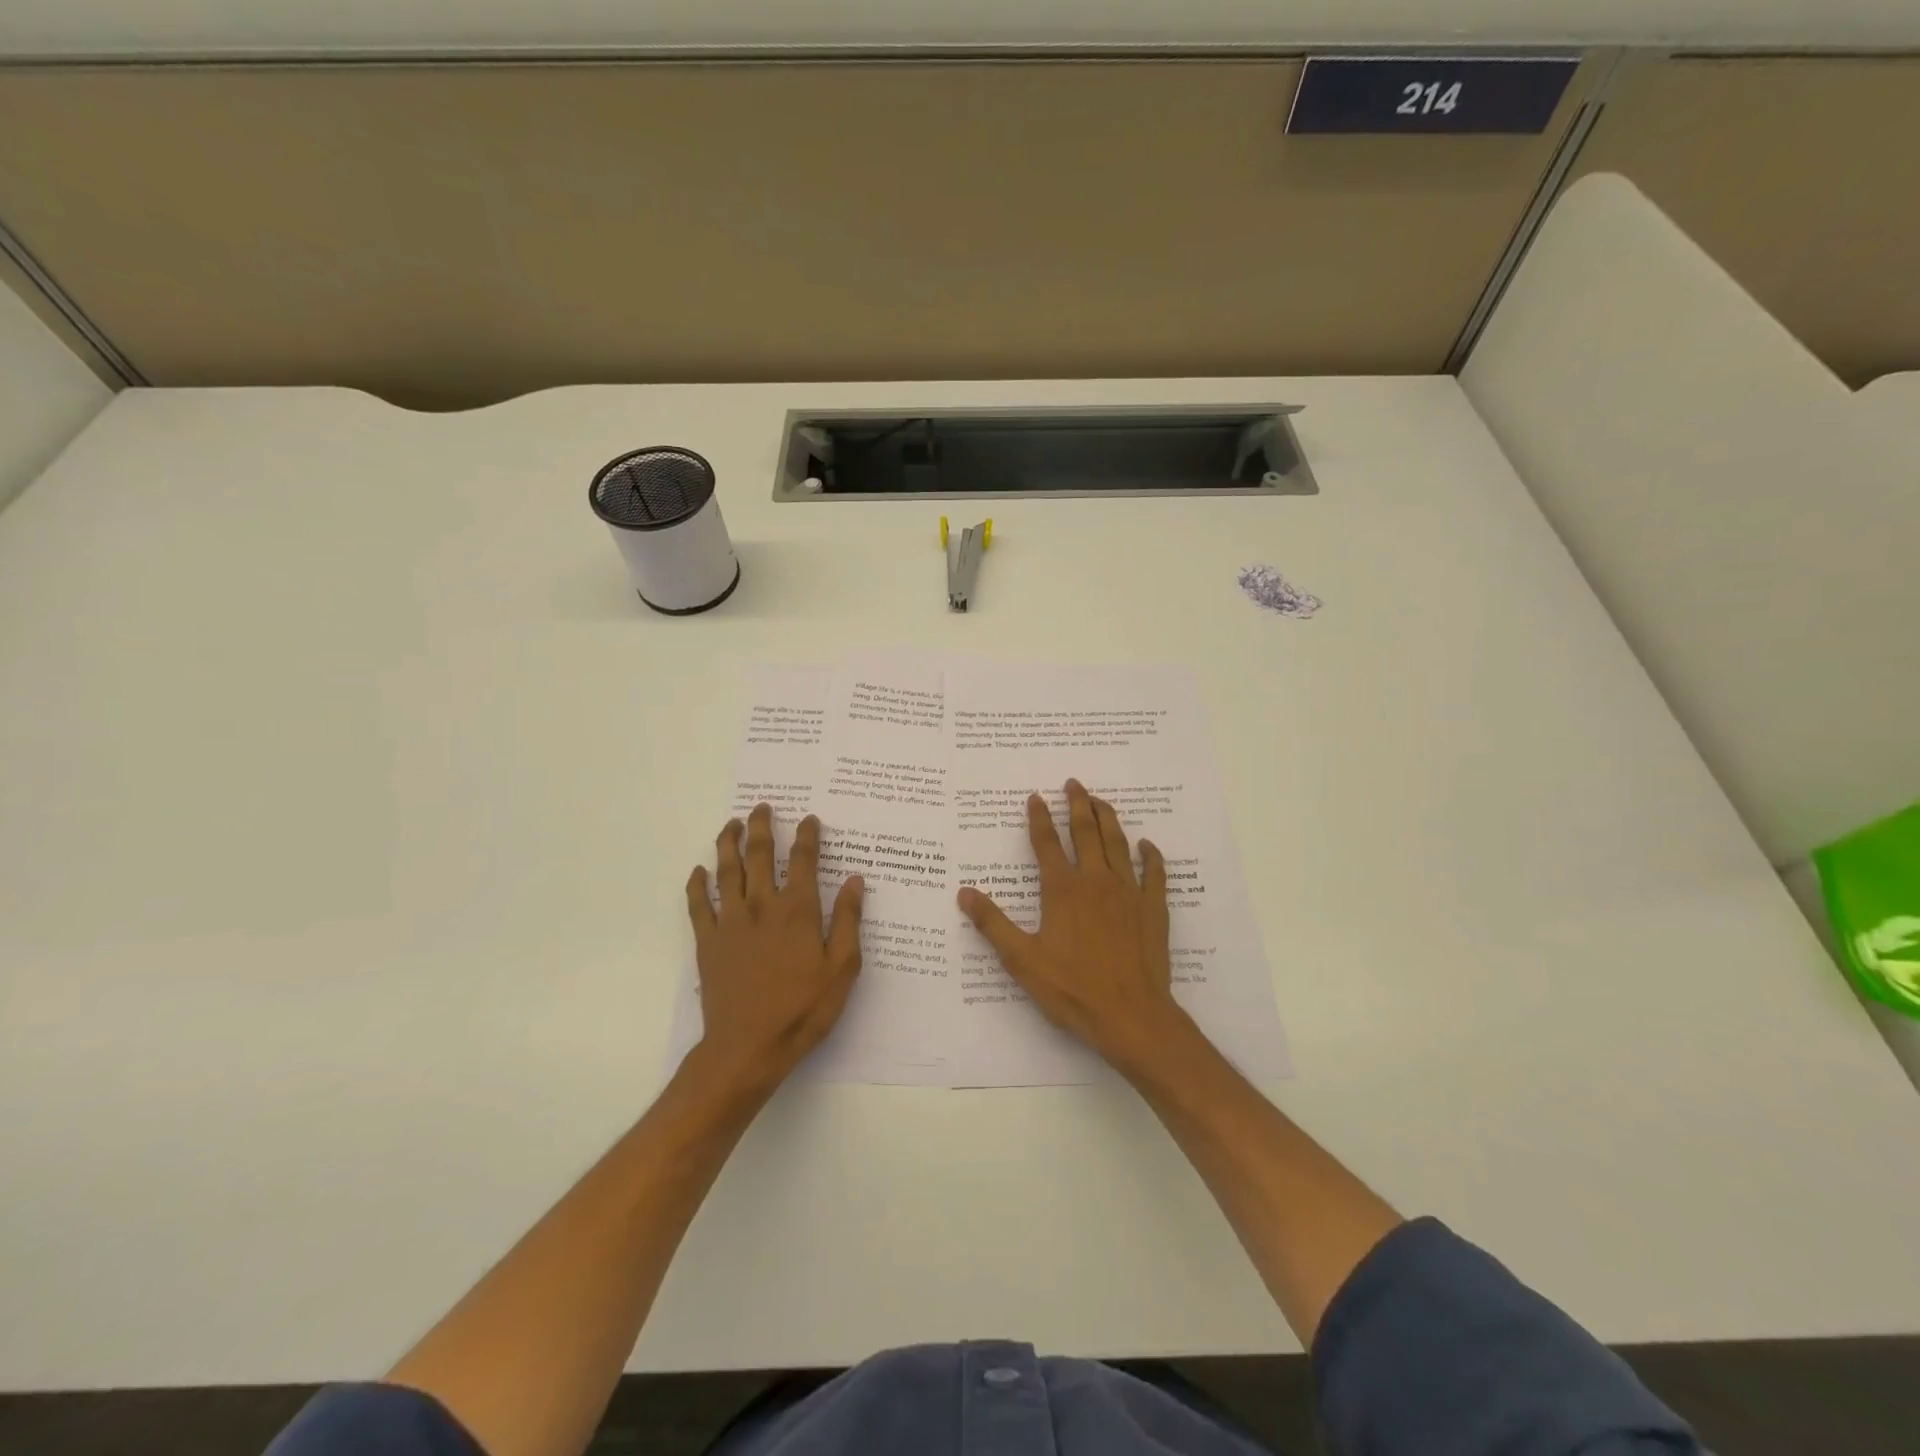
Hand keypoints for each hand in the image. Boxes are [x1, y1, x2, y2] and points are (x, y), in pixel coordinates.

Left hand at [686, 804, 863, 1088]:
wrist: (747, 1047)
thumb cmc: (802, 1009)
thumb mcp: (842, 968)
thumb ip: (849, 920)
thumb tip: (856, 880)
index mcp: (798, 910)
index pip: (804, 860)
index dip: (807, 835)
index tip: (808, 819)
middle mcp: (762, 905)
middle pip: (760, 854)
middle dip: (762, 826)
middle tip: (762, 806)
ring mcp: (730, 921)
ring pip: (727, 870)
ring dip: (729, 842)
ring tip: (732, 824)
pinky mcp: (707, 940)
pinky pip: (698, 903)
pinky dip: (697, 883)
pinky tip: (698, 870)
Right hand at [958, 778, 1190, 1070]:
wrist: (1131, 1015)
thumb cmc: (1072, 989)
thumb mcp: (1022, 960)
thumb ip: (993, 924)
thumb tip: (964, 892)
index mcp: (1062, 890)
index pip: (1047, 844)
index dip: (1039, 818)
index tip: (1036, 797)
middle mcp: (1096, 881)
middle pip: (1086, 832)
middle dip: (1078, 804)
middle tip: (1073, 783)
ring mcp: (1128, 892)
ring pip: (1118, 844)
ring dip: (1108, 818)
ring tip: (1101, 800)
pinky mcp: (1153, 909)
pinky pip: (1154, 873)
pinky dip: (1150, 856)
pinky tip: (1147, 845)